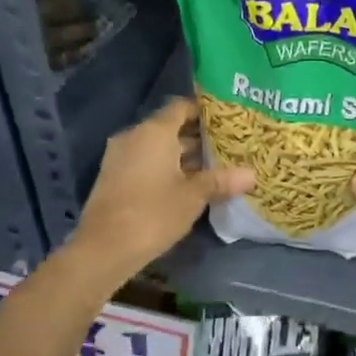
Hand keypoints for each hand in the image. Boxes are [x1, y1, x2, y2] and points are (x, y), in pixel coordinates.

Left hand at [73, 98, 253, 278]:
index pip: (181, 107)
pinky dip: (167, 167)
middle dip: (198, 137)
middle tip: (229, 144)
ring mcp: (121, 157)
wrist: (104, 248)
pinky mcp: (115, 177)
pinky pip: (146, 162)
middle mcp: (134, 136)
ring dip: (183, 155)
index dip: (204, 110)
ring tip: (216, 165)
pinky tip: (189, 183)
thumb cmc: (153, 213)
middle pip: (170, 127)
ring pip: (158, 147)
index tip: (228, 119)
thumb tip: (252, 175)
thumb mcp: (193, 197)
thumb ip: (221, 181)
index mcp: (154, 132)